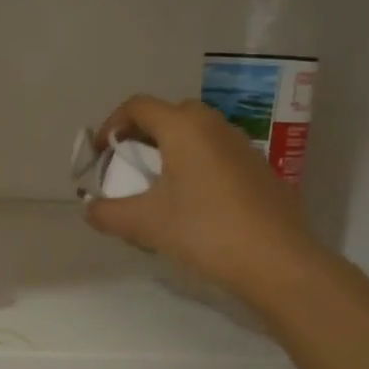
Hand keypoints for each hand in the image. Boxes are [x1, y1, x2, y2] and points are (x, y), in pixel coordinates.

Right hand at [84, 96, 323, 311]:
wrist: (278, 262)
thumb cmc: (204, 231)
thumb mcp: (144, 224)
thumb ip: (107, 213)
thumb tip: (91, 209)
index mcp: (184, 127)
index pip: (137, 107)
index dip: (111, 125)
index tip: (100, 155)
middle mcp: (214, 126)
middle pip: (169, 115)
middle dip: (142, 135)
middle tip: (128, 166)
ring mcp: (242, 146)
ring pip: (196, 135)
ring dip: (171, 151)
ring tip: (158, 187)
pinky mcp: (260, 170)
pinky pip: (217, 155)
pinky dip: (196, 166)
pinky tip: (193, 204)